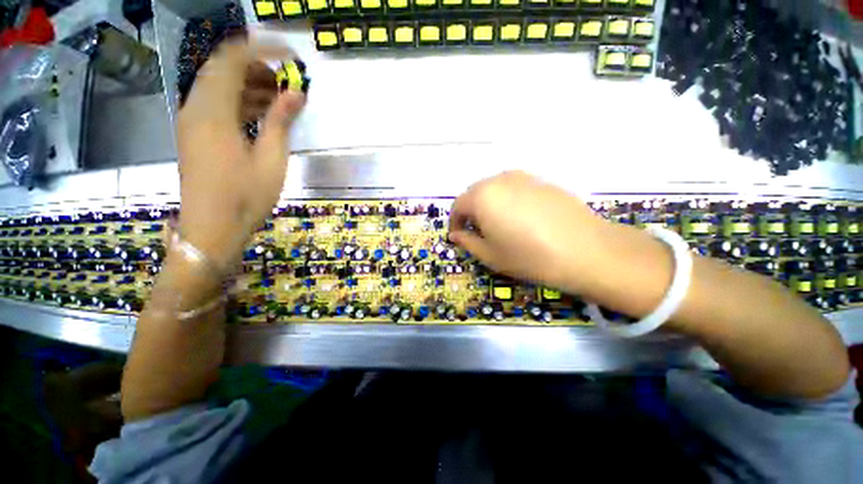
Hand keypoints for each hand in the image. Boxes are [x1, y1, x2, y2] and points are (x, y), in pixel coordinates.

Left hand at [177, 40, 305, 271]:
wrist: (211, 228)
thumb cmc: (245, 197)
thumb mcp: (271, 160)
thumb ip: (281, 121)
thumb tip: (297, 93)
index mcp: (213, 111)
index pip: (232, 59)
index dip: (262, 48)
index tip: (291, 54)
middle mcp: (196, 108)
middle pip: (223, 68)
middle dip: (258, 67)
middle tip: (289, 82)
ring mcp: (193, 121)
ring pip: (220, 86)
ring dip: (250, 85)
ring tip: (282, 98)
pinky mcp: (196, 134)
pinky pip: (217, 105)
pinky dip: (240, 101)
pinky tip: (263, 114)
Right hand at [448, 171, 611, 292]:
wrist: (585, 250)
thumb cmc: (529, 256)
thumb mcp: (490, 255)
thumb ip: (467, 242)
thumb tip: (456, 234)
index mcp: (482, 197)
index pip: (458, 205)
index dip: (454, 222)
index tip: (458, 236)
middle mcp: (499, 180)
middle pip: (475, 193)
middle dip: (471, 212)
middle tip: (478, 232)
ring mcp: (523, 177)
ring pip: (495, 189)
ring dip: (489, 205)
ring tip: (499, 225)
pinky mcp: (542, 181)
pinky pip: (514, 188)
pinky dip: (508, 201)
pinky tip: (521, 219)